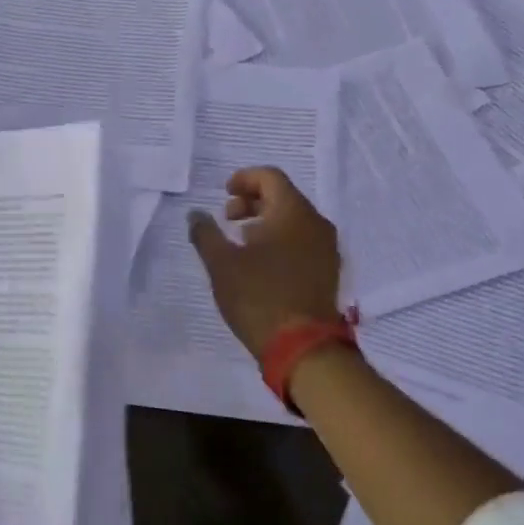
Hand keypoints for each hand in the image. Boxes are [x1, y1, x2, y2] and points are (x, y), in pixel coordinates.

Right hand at [188, 167, 341, 362]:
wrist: (303, 346)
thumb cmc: (259, 296)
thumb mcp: (221, 264)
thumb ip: (205, 233)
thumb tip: (196, 215)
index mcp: (293, 213)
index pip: (270, 177)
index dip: (244, 179)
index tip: (224, 193)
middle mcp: (316, 223)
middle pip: (283, 196)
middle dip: (253, 201)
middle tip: (228, 218)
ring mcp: (326, 248)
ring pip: (294, 220)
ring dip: (266, 222)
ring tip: (241, 241)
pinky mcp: (327, 271)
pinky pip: (303, 240)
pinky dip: (280, 239)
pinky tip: (260, 262)